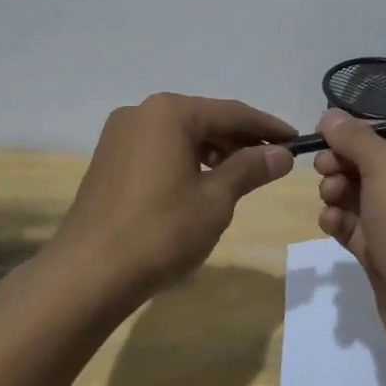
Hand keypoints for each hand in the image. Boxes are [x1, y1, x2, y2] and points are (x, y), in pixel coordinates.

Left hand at [52, 93, 295, 293]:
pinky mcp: (109, 159)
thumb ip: (250, 168)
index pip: (231, 112)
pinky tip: (202, 183)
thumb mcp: (215, 200)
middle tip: (274, 160)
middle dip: (240, 139)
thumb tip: (281, 153)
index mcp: (169, 112)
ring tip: (242, 175)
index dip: (267, 127)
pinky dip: (186, 160)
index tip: (297, 140)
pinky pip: (159, 149)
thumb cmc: (160, 231)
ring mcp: (120, 135)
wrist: (87, 273)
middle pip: (204, 119)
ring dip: (214, 150)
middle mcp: (142, 112)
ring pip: (180, 134)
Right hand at [316, 110, 385, 368]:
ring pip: (361, 198)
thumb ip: (355, 138)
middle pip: (372, 167)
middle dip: (343, 166)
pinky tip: (330, 224)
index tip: (325, 141)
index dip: (356, 137)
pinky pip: (358, 230)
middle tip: (323, 171)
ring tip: (329, 199)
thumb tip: (330, 115)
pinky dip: (341, 223)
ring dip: (338, 193)